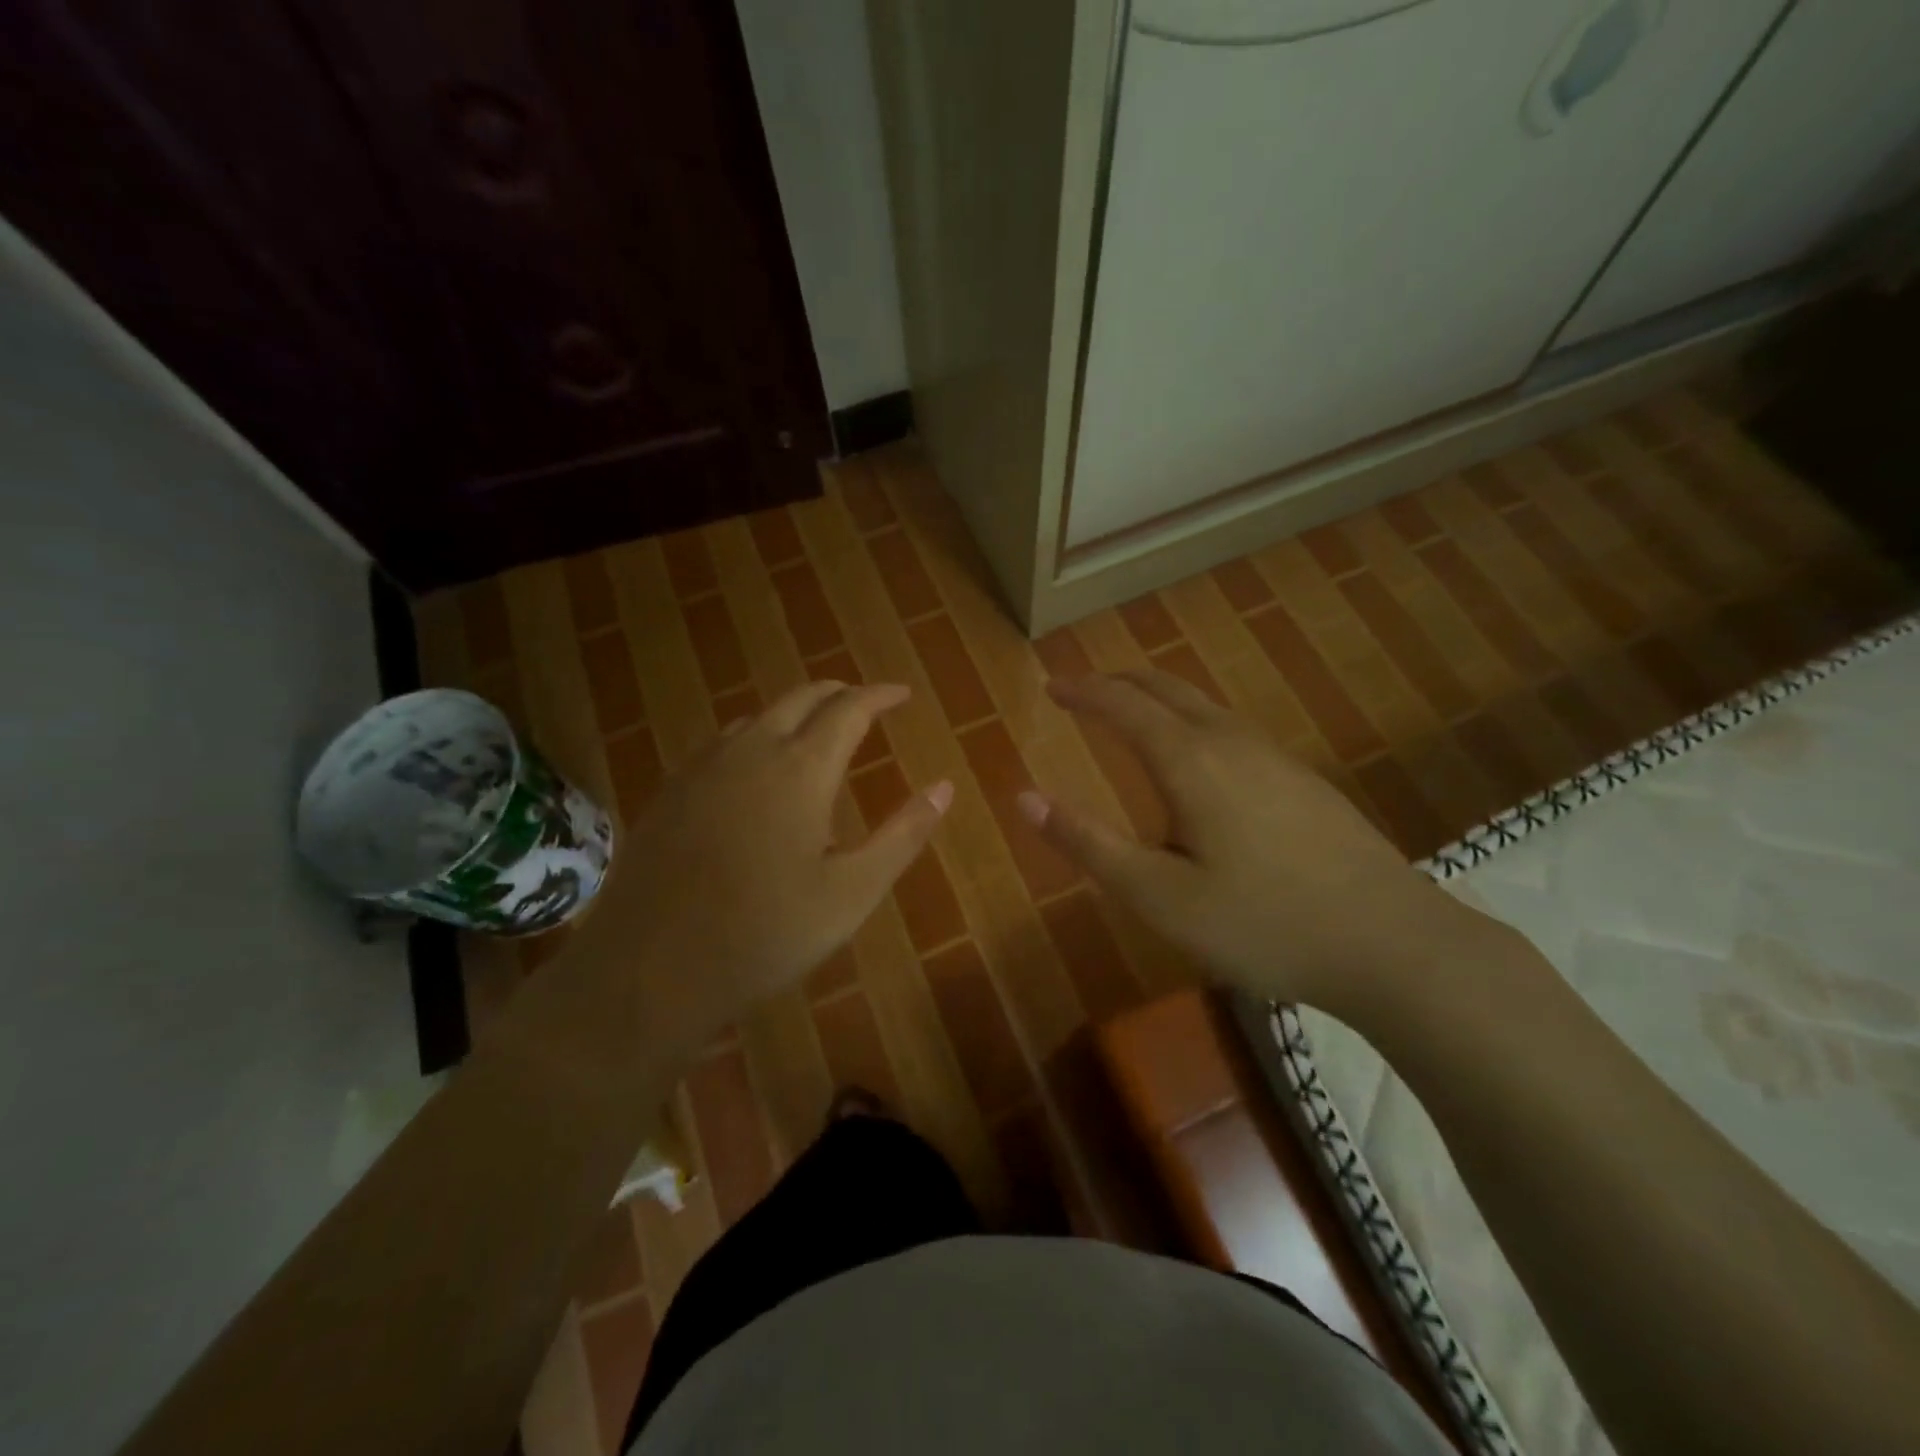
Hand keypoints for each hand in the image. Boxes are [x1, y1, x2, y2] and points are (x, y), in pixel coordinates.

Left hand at [584, 681, 950, 1044]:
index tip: (902, 694)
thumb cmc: (765, 933)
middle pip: (801, 698)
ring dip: (795, 713)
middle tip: (864, 705)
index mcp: (801, 769)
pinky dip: (755, 736)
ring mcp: (703, 767)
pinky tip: (755, 768)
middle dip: (839, 693)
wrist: (648, 970)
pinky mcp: (671, 790)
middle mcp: (751, 750)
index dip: (880, 696)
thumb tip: (944, 787)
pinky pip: (723, 741)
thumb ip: (903, 834)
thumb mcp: (852, 893)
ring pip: (758, 716)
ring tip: (816, 733)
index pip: (849, 709)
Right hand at [1018, 670, 1469, 1011]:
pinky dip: (1191, 719)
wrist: (1392, 942)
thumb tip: (1024, 796)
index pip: (1122, 705)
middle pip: (1165, 688)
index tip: (1050, 687)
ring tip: (1130, 713)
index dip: (1081, 692)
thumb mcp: (1157, 895)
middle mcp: (1230, 740)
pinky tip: (1197, 756)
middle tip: (1082, 690)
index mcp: (1189, 760)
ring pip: (1202, 703)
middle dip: (1117, 682)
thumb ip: (1088, 842)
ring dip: (1157, 697)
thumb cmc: (1261, 922)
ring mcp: (1274, 756)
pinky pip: (1229, 726)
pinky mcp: (1302, 779)